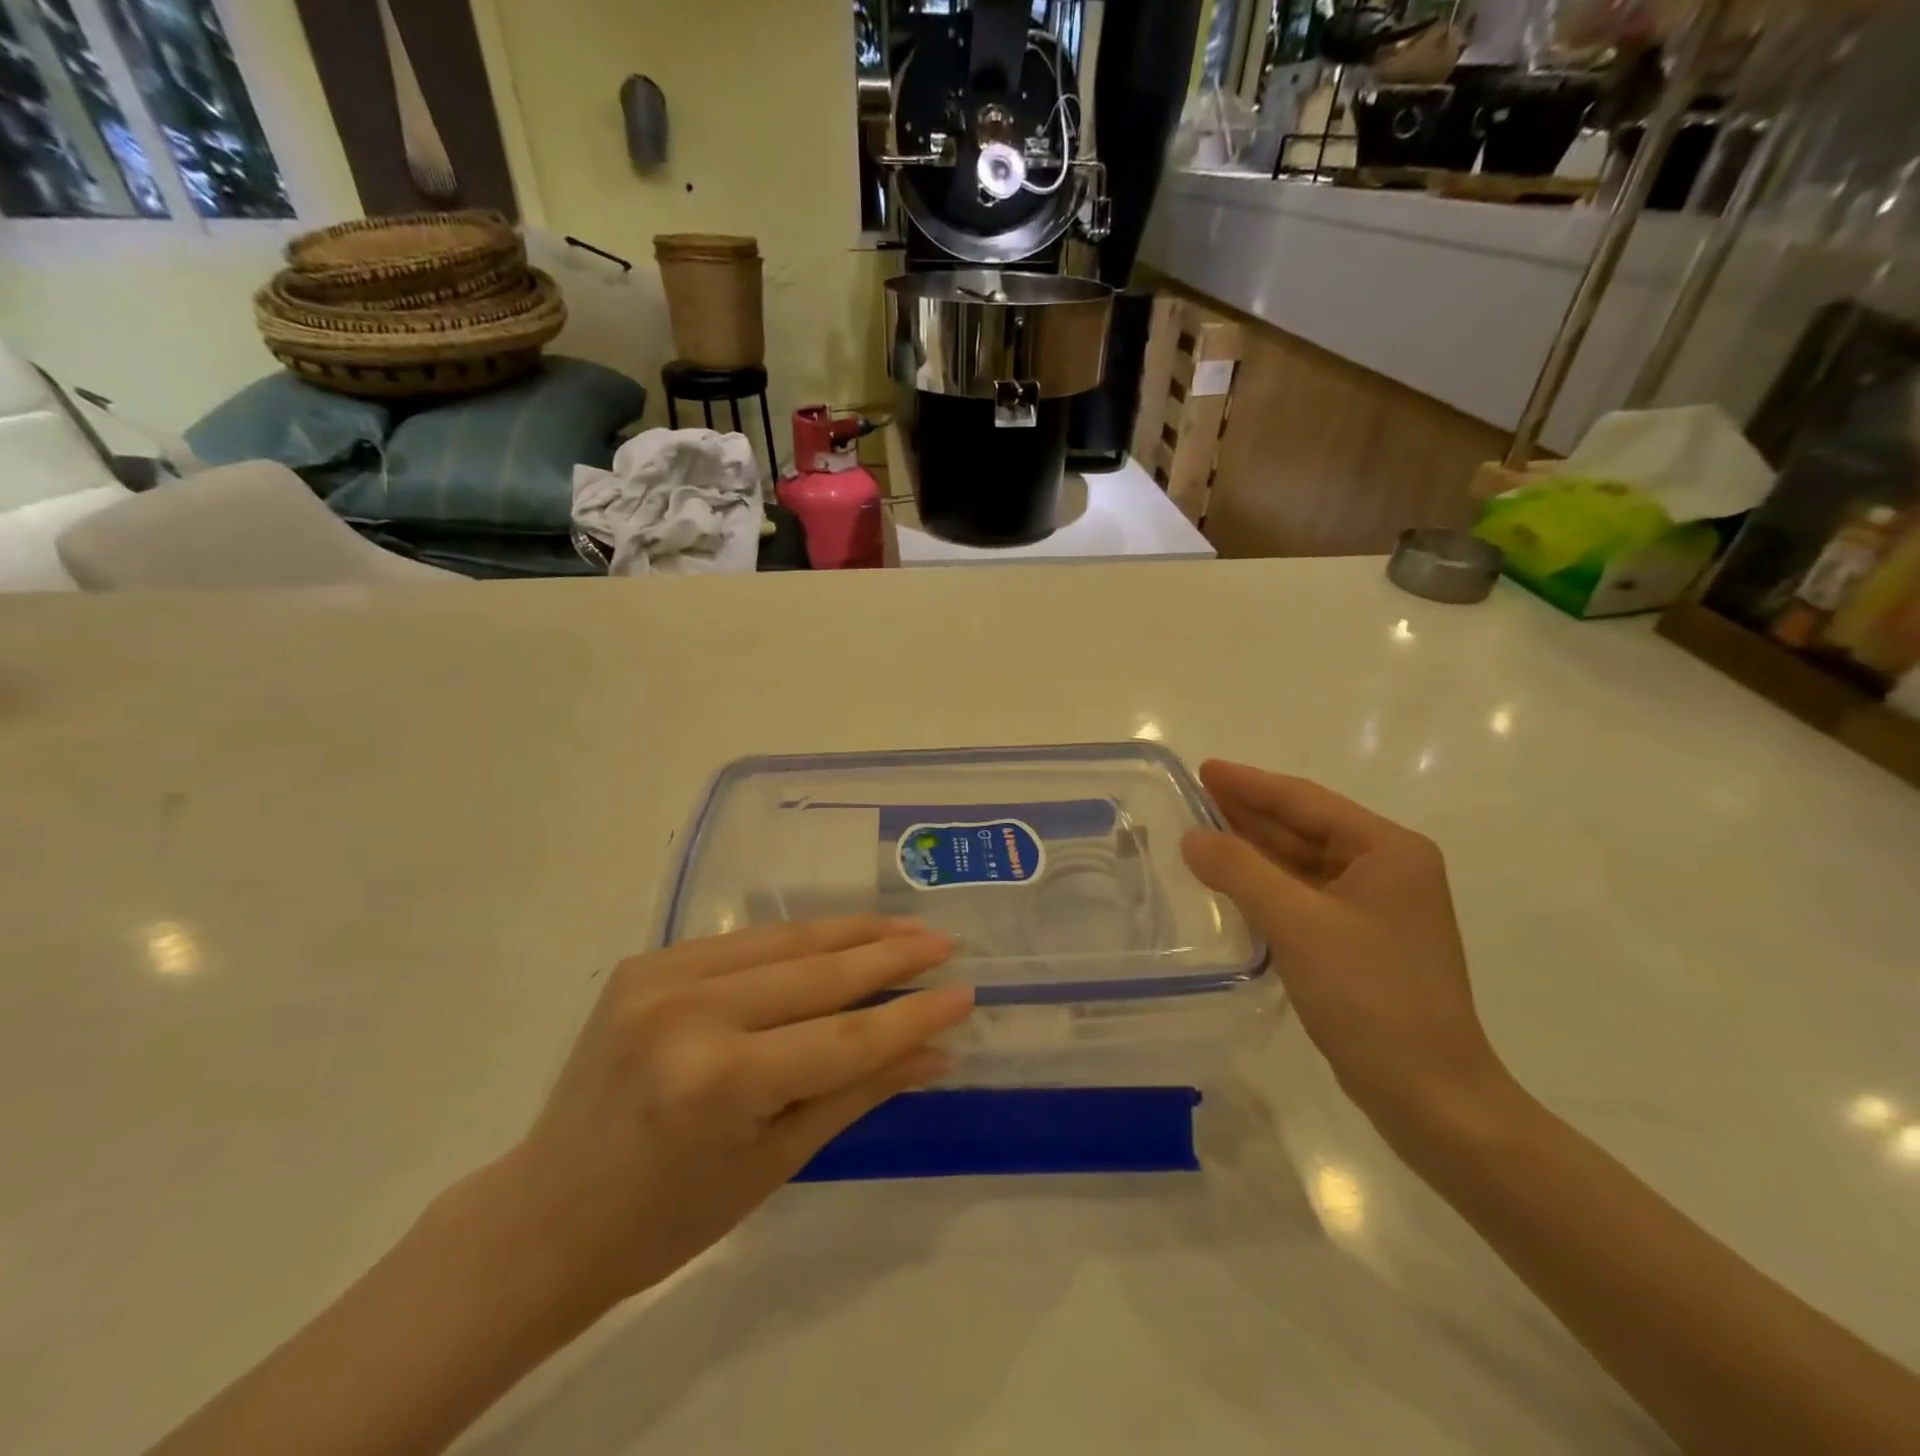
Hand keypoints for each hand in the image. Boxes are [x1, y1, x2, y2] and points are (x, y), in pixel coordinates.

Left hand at [482, 917, 969, 1315]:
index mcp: (719, 1080)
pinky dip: (798, 938)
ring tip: (905, 926)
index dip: (912, 1014)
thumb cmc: (668, 1217)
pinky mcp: (646, 960)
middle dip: (891, 955)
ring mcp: (661, 975)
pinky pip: (744, 942)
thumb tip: (936, 1052)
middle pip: (818, 974)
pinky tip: (838, 935)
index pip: (844, 1036)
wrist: (546, 1214)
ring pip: (784, 941)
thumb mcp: (776, 1162)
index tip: (965, 992)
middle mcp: (690, 1011)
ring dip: (851, 932)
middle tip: (944, 942)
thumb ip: (858, 1092)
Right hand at [1181, 761, 1515, 1152]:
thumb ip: (1241, 871)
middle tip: (1193, 796)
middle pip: (1304, 828)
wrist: (1429, 1095)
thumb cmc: (1371, 997)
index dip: (1250, 784)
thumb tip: (1193, 837)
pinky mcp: (1360, 942)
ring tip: (1200, 832)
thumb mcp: (1299, 924)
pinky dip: (1265, 885)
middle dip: (1249, 813)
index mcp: (1388, 850)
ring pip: (1301, 864)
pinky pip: (1302, 896)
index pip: (1306, 801)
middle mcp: (1387, 869)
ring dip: (1253, 849)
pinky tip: (1230, 882)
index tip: (1204, 769)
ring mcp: (1375, 908)